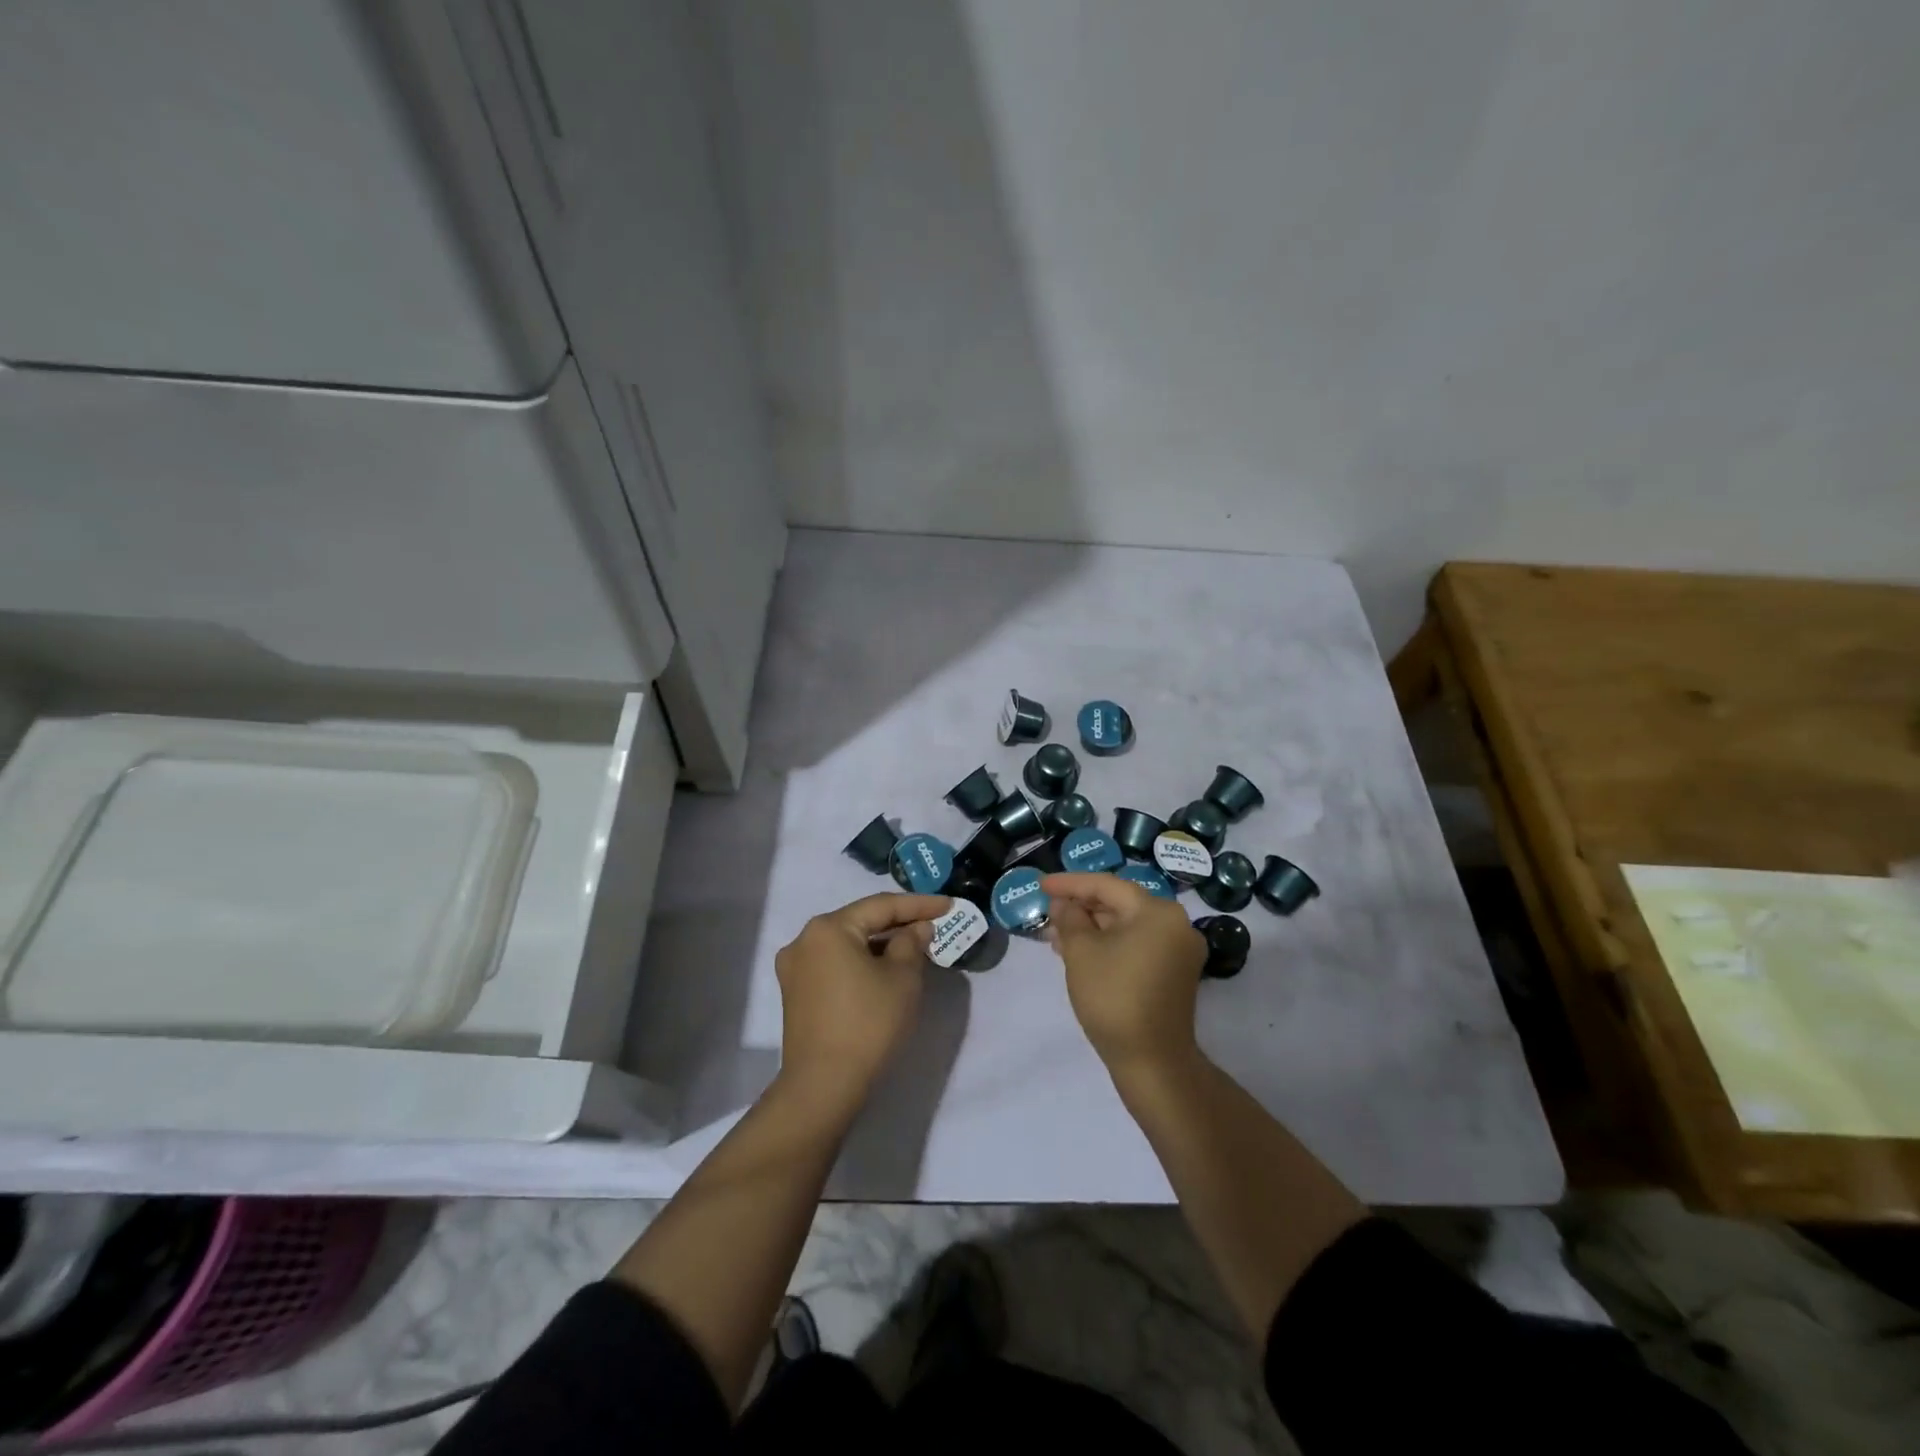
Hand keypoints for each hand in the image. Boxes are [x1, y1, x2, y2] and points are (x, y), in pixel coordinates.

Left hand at [773, 892, 948, 1106]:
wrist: (823, 1086)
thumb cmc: (868, 1023)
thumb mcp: (902, 978)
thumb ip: (912, 943)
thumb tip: (917, 929)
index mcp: (828, 928)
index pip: (881, 906)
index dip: (919, 905)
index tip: (948, 905)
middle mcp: (804, 940)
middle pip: (860, 922)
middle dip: (898, 923)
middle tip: (933, 924)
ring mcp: (795, 968)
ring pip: (847, 944)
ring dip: (880, 944)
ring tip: (914, 947)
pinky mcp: (796, 993)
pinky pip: (836, 964)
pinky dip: (862, 962)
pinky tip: (885, 970)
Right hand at [1042, 873, 1205, 1072]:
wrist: (1152, 1061)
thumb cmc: (1114, 997)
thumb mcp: (1081, 952)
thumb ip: (1069, 919)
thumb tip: (1063, 904)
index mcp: (1158, 912)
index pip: (1107, 885)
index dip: (1070, 883)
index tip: (1041, 884)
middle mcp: (1175, 924)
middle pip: (1119, 904)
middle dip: (1080, 908)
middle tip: (1047, 911)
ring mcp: (1178, 950)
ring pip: (1126, 926)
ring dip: (1091, 928)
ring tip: (1055, 935)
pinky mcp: (1174, 973)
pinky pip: (1136, 945)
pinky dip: (1108, 944)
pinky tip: (1079, 952)